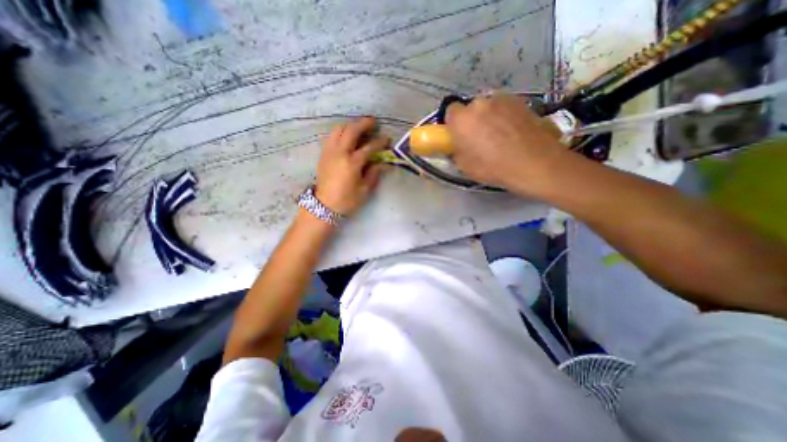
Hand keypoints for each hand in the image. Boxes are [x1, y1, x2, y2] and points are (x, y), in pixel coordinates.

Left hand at [314, 115, 385, 213]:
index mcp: (352, 163)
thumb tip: (381, 163)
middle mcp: (339, 153)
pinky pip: (331, 137)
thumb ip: (373, 174)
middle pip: (351, 131)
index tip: (387, 139)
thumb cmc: (346, 200)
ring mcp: (329, 152)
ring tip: (358, 126)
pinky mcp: (323, 154)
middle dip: (363, 124)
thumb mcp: (364, 190)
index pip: (368, 147)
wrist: (324, 206)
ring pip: (338, 130)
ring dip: (349, 125)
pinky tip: (345, 136)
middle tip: (372, 121)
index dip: (379, 142)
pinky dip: (339, 132)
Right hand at [445, 93, 568, 194]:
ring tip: (500, 137)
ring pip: (489, 107)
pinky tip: (514, 133)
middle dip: (472, 120)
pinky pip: (505, 108)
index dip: (453, 124)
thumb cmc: (493, 167)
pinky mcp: (522, 101)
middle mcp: (480, 103)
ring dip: (489, 117)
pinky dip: (505, 117)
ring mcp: (503, 99)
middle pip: (471, 108)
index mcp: (462, 119)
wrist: (534, 163)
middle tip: (479, 139)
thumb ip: (457, 150)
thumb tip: (459, 145)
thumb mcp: (464, 166)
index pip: (450, 111)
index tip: (458, 136)